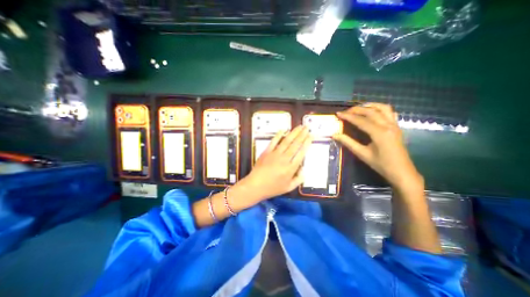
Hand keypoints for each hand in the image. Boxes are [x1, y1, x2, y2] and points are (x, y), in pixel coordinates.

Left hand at [242, 126, 310, 199]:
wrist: (255, 186)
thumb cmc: (272, 188)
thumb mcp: (288, 188)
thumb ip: (299, 179)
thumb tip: (304, 169)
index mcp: (291, 168)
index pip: (301, 153)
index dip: (307, 143)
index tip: (311, 136)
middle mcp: (284, 159)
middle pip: (295, 144)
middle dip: (302, 135)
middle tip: (307, 127)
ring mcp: (275, 154)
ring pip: (286, 141)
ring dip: (294, 133)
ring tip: (300, 126)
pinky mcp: (267, 152)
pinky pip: (274, 142)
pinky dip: (278, 135)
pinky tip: (283, 129)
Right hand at [332, 104, 424, 193]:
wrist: (402, 172)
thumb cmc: (381, 164)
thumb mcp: (362, 154)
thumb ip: (348, 143)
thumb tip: (335, 135)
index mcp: (379, 133)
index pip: (360, 120)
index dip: (348, 116)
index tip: (338, 114)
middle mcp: (388, 125)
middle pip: (370, 111)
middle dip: (356, 109)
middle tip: (345, 112)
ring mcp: (394, 125)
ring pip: (382, 108)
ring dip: (369, 106)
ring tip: (359, 108)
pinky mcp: (397, 127)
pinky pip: (390, 112)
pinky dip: (380, 109)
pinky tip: (373, 112)